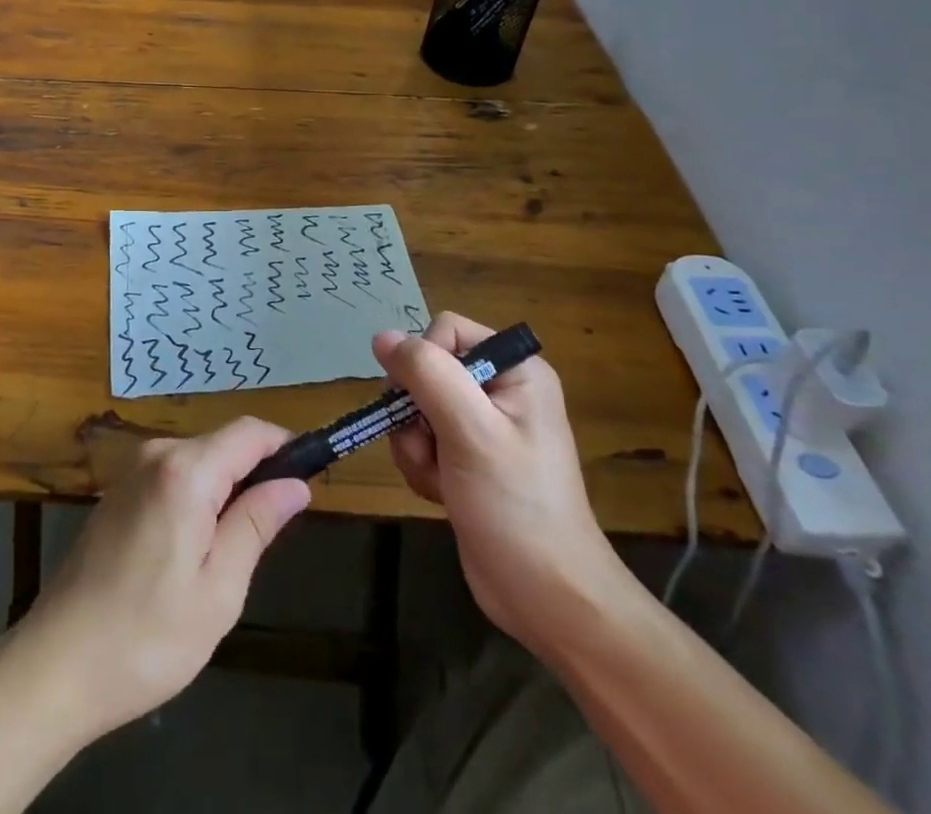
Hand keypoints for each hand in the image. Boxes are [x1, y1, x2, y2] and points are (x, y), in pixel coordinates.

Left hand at [10, 417, 310, 741]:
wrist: (55, 664)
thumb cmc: (147, 637)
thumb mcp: (218, 590)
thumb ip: (256, 525)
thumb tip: (297, 485)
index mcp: (185, 471)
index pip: (249, 432)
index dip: (285, 446)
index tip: (311, 477)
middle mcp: (157, 454)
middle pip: (223, 443)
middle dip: (255, 474)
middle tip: (271, 536)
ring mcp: (132, 471)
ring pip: (199, 461)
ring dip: (225, 490)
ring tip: (231, 553)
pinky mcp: (118, 491)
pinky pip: (173, 476)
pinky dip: (197, 497)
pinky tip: (192, 550)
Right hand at [373, 314, 630, 651]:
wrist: (547, 599)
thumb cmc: (516, 506)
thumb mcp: (470, 431)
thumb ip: (426, 374)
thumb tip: (382, 336)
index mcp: (516, 370)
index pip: (446, 331)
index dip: (425, 362)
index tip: (426, 405)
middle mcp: (500, 389)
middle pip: (425, 370)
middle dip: (415, 412)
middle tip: (430, 447)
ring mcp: (482, 426)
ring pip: (416, 407)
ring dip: (414, 444)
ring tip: (438, 478)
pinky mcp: (466, 459)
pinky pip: (421, 440)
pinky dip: (421, 465)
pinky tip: (440, 493)